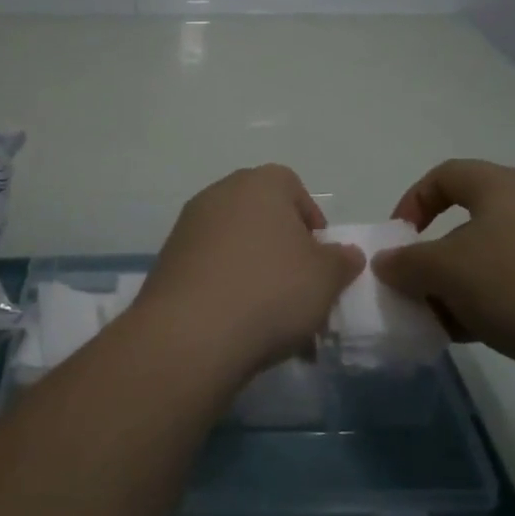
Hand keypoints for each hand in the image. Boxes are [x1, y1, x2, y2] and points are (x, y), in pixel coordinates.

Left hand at [131, 165, 363, 380]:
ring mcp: (189, 227)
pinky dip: (229, 292)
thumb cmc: (271, 290)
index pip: (294, 189)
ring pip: (238, 250)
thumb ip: (342, 260)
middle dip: (286, 256)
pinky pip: (211, 271)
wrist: (192, 332)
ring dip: (259, 279)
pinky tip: (242, 330)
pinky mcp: (169, 262)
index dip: (312, 224)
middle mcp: (220, 194)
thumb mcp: (326, 277)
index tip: (321, 261)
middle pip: (264, 220)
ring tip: (277, 326)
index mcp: (260, 183)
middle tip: (302, 295)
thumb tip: (345, 253)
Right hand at [370, 159, 514, 378]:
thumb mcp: (444, 271)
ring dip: (467, 285)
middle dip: (439, 256)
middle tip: (422, 288)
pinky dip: (501, 302)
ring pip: (500, 257)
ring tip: (450, 321)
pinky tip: (489, 335)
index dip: (413, 201)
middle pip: (473, 221)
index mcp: (503, 186)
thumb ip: (406, 263)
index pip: (446, 175)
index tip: (399, 239)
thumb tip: (386, 262)